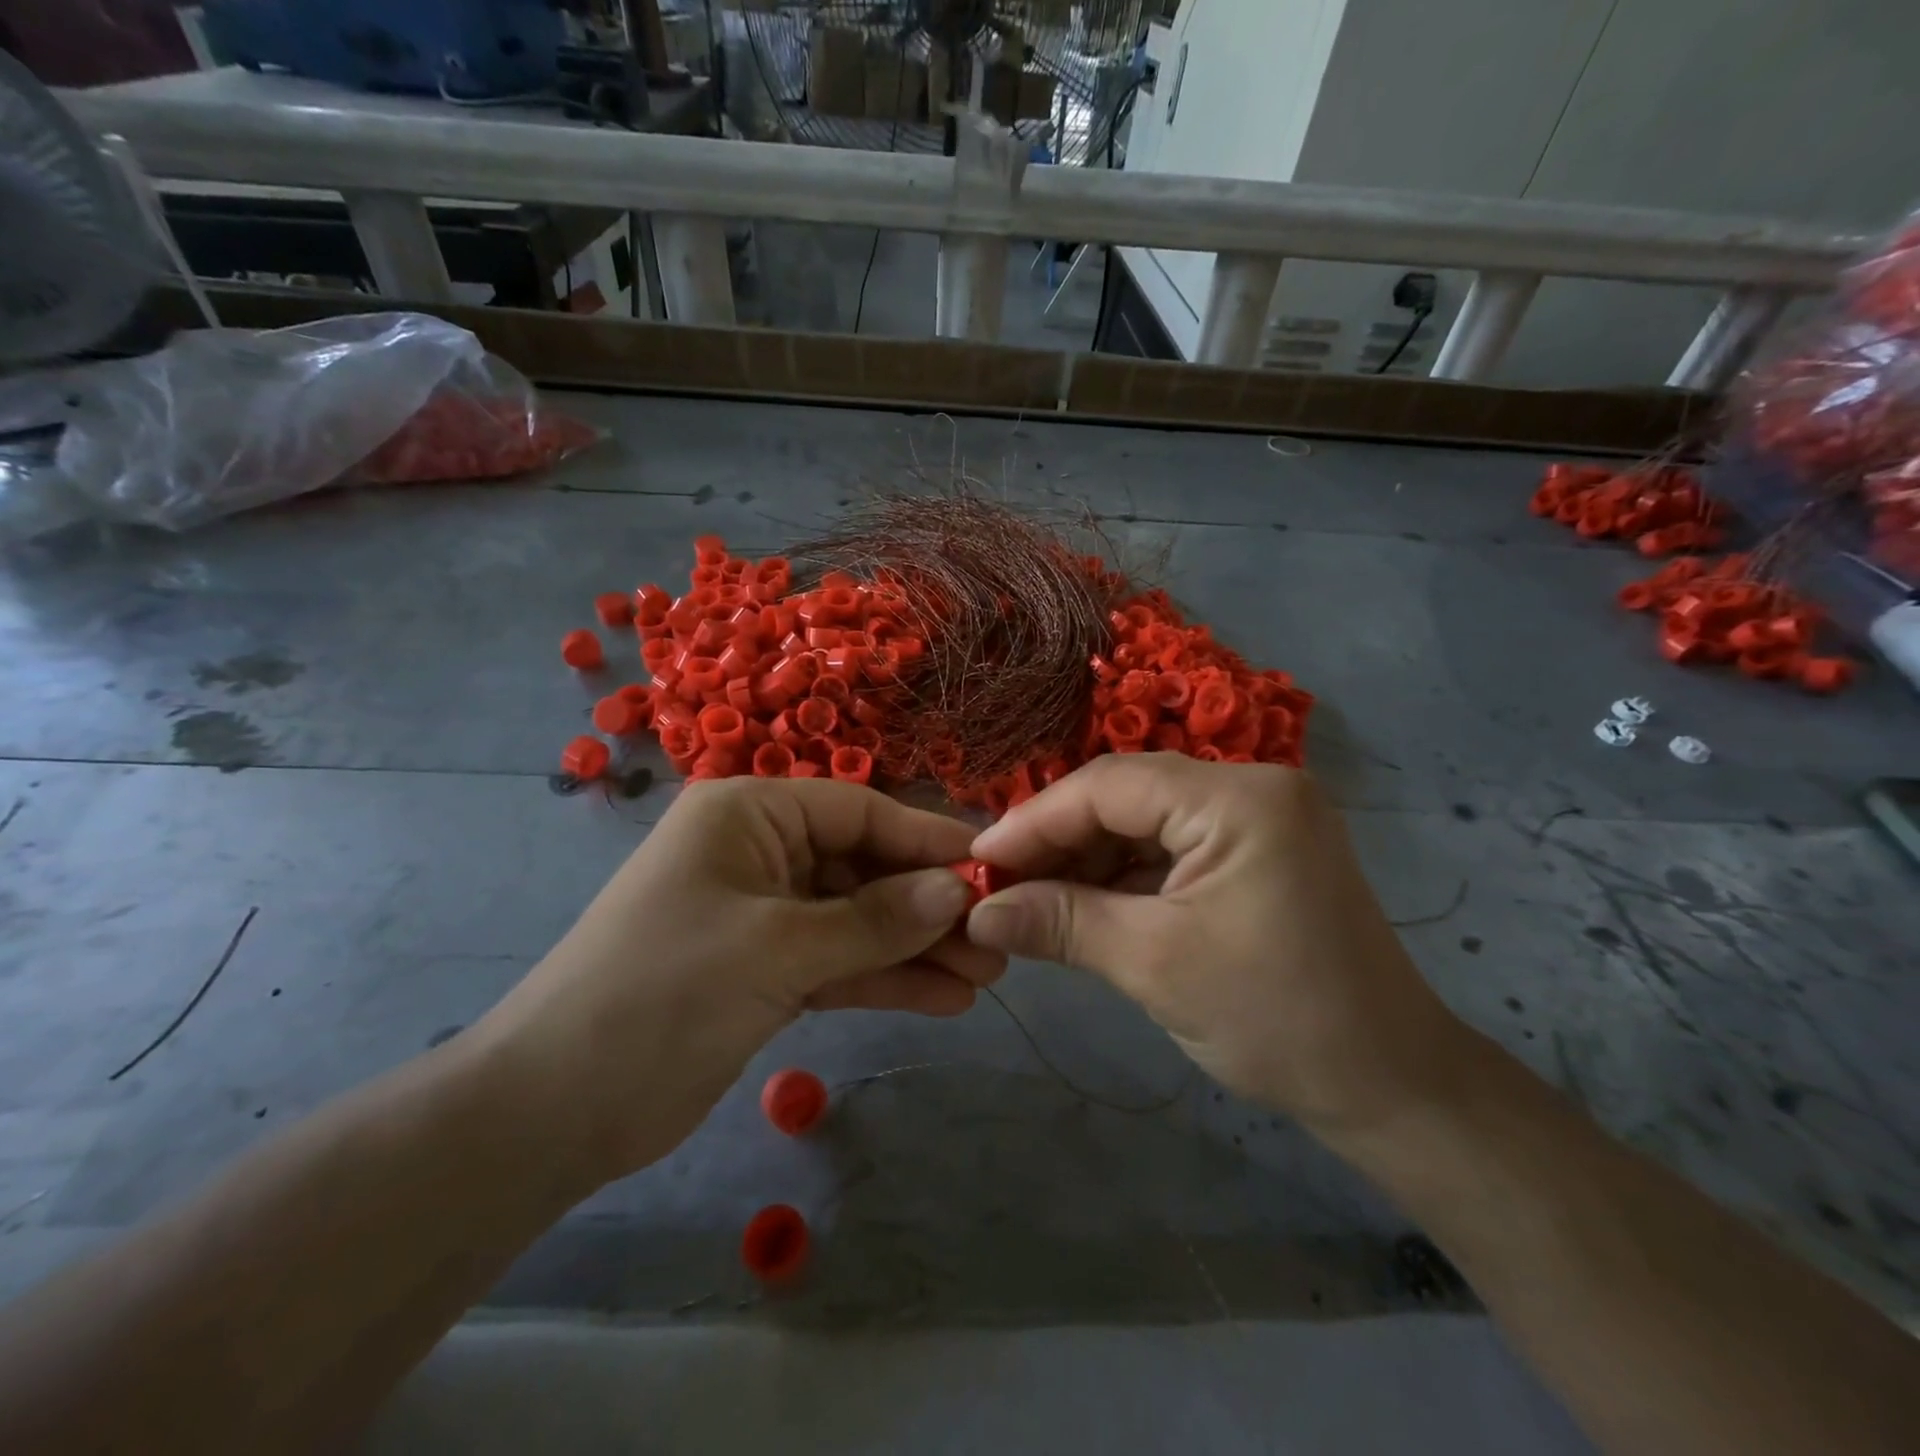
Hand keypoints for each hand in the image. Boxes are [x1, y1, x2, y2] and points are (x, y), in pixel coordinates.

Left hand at [472, 777, 1001, 1185]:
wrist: (553, 1109)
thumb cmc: (662, 993)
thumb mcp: (777, 948)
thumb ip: (875, 920)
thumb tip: (958, 890)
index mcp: (749, 815)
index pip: (859, 811)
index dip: (927, 839)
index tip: (991, 866)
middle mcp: (759, 852)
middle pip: (864, 867)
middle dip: (928, 905)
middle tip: (997, 940)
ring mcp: (763, 914)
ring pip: (858, 920)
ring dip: (916, 948)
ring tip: (985, 976)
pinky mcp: (765, 970)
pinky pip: (838, 962)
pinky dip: (884, 979)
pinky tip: (942, 999)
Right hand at [963, 754, 1472, 1134]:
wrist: (1390, 1085)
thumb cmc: (1277, 1020)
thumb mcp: (1154, 965)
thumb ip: (1060, 923)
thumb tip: (977, 912)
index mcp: (1239, 798)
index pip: (1110, 785)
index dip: (1035, 820)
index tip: (978, 860)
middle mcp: (1251, 787)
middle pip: (1126, 796)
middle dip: (1058, 840)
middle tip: (999, 883)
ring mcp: (1257, 818)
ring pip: (1143, 821)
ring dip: (1086, 859)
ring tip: (1031, 898)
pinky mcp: (1256, 851)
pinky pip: (1171, 846)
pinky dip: (1123, 874)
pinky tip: (1082, 902)